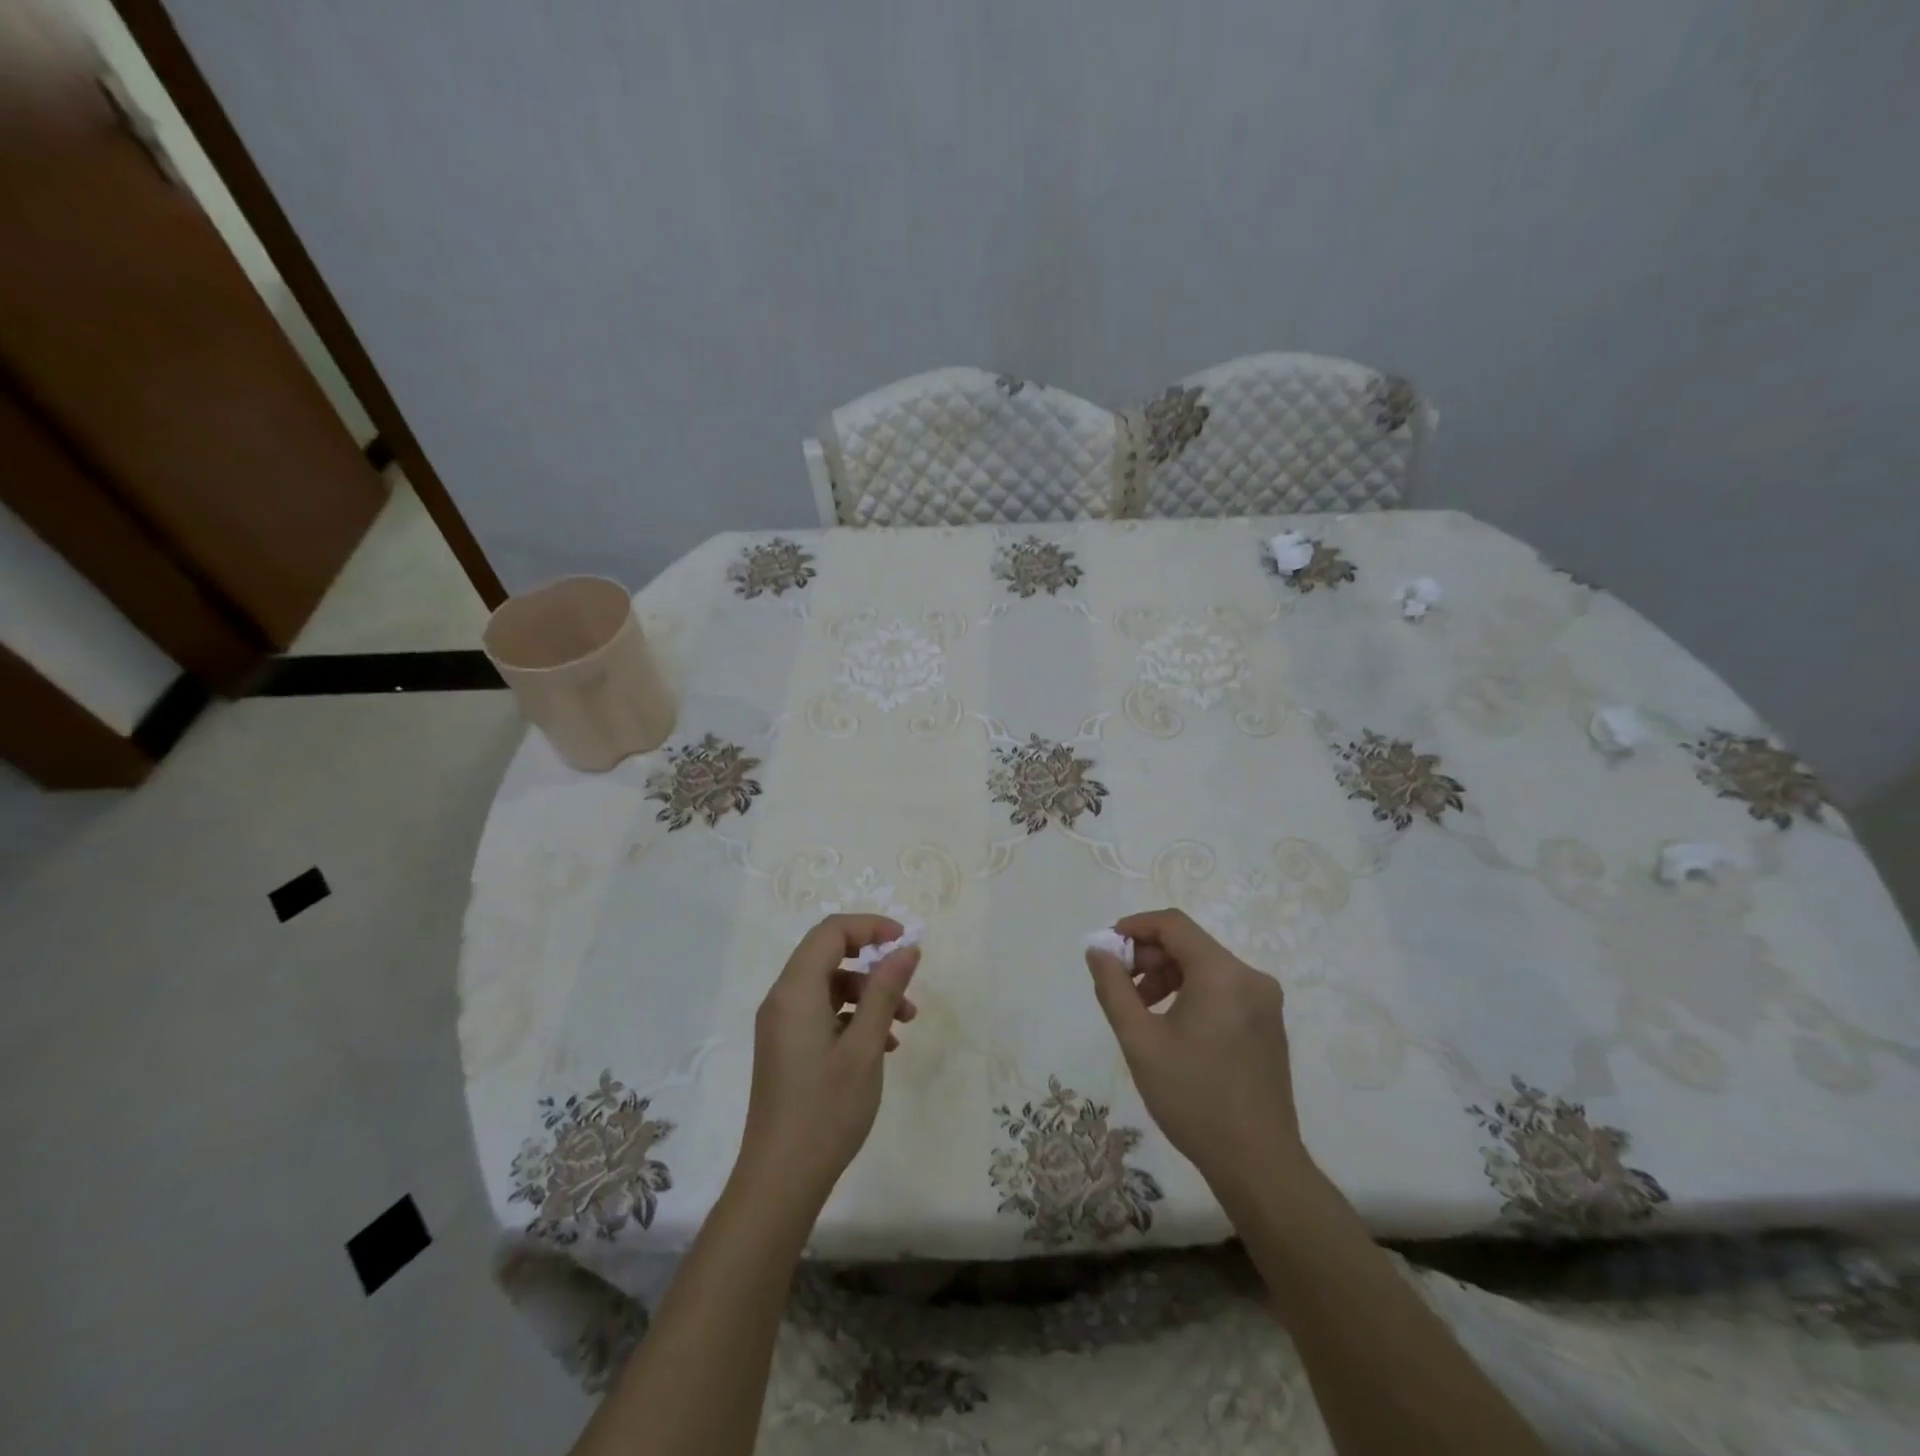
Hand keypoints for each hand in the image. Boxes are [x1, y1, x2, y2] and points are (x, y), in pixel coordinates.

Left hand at [736, 914, 919, 1210]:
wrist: (780, 1181)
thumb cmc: (826, 1110)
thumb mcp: (865, 1047)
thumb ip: (885, 991)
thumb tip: (906, 948)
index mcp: (795, 991)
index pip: (831, 932)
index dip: (870, 927)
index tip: (905, 943)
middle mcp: (782, 999)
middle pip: (829, 955)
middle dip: (873, 964)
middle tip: (908, 986)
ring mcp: (781, 1026)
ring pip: (829, 987)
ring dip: (869, 995)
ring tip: (904, 1025)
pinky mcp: (786, 1048)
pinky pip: (822, 1013)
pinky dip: (854, 1017)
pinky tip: (883, 1046)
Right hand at [1085, 909, 1310, 1194]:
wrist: (1258, 1163)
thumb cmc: (1193, 1098)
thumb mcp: (1140, 1041)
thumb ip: (1114, 988)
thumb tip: (1098, 950)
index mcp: (1222, 974)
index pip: (1173, 924)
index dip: (1135, 927)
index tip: (1107, 949)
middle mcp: (1250, 977)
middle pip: (1189, 944)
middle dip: (1149, 957)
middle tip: (1120, 986)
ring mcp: (1265, 1001)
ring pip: (1205, 967)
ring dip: (1168, 977)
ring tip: (1142, 1011)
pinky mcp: (1268, 1024)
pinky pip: (1223, 989)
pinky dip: (1192, 993)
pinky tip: (1172, 1027)